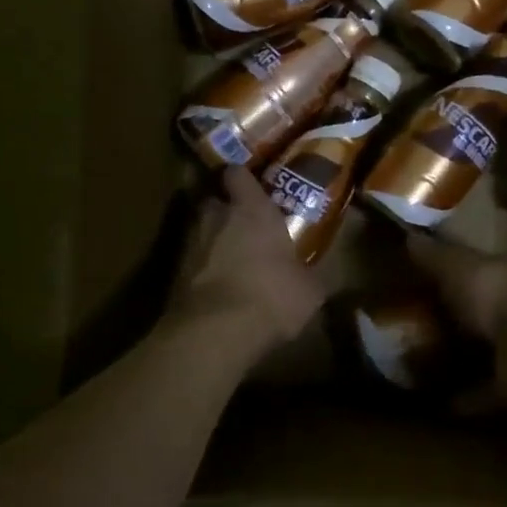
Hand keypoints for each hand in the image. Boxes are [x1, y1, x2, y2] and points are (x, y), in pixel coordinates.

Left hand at [170, 167, 325, 347]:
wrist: (215, 333)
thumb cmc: (271, 295)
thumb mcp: (310, 289)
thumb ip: (316, 273)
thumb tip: (333, 271)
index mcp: (252, 209)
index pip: (237, 173)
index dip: (242, 177)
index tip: (252, 183)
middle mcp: (216, 217)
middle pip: (213, 199)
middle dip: (224, 207)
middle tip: (242, 221)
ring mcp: (190, 244)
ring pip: (200, 230)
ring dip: (211, 238)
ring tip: (230, 255)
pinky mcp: (174, 274)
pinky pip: (191, 261)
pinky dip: (201, 268)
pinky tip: (217, 285)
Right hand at [405, 234, 506, 405]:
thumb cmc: (496, 294)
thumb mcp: (457, 267)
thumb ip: (435, 255)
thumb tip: (410, 235)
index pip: (488, 265)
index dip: (465, 271)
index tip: (439, 280)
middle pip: (495, 308)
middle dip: (469, 317)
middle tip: (431, 326)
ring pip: (497, 348)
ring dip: (471, 358)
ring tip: (432, 366)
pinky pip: (493, 389)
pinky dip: (471, 396)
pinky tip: (444, 404)